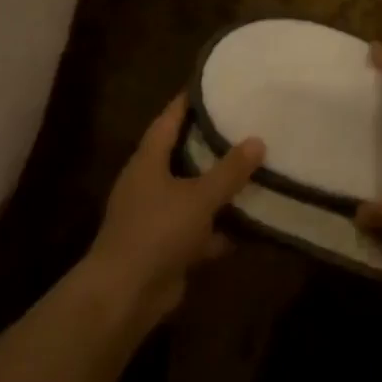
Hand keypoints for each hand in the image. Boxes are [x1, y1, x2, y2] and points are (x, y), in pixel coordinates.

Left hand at [84, 95, 264, 331]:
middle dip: (210, 143)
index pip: (168, 120)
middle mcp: (148, 184)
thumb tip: (257, 140)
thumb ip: (229, 170)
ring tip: (253, 170)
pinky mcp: (165, 247)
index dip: (188, 102)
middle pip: (181, 155)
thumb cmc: (157, 232)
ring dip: (216, 188)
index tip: (212, 85)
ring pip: (191, 194)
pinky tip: (248, 224)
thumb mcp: (199, 197)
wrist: (124, 296)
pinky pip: (197, 229)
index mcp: (147, 162)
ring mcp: (155, 217)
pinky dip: (218, 228)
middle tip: (244, 124)